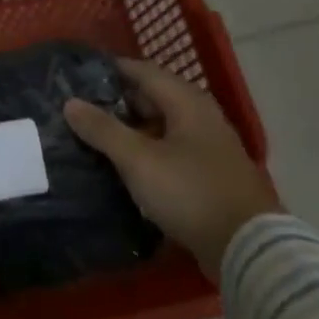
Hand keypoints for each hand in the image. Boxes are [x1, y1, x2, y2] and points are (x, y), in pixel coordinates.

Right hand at [63, 56, 277, 280]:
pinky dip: (147, 150)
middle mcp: (201, 117)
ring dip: (132, 128)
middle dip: (118, 100)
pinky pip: (170, 151)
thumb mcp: (138, 160)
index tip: (79, 73)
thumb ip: (103, 130)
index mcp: (187, 102)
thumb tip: (70, 103)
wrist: (248, 249)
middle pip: (154, 97)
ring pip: (162, 126)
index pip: (143, 71)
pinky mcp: (210, 176)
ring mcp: (209, 147)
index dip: (111, 69)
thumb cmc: (190, 192)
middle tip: (82, 107)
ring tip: (96, 135)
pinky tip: (125, 164)